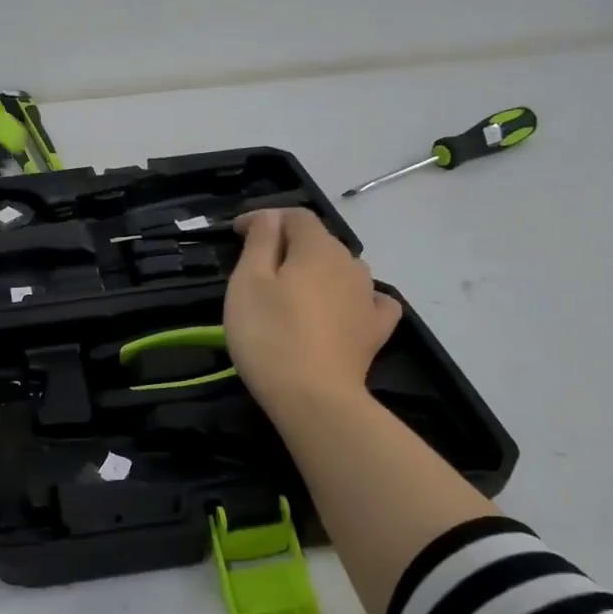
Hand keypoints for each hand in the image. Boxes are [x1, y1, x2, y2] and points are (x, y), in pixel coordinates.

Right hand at [224, 208, 401, 411]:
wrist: (313, 397)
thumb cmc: (269, 335)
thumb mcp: (248, 282)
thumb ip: (260, 242)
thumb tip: (270, 217)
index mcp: (317, 248)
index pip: (294, 216)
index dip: (265, 218)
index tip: (237, 233)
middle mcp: (350, 263)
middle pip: (318, 241)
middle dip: (289, 243)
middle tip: (257, 263)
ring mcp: (368, 297)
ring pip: (342, 269)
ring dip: (318, 270)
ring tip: (294, 288)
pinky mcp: (375, 330)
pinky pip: (369, 300)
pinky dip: (353, 297)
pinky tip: (344, 308)